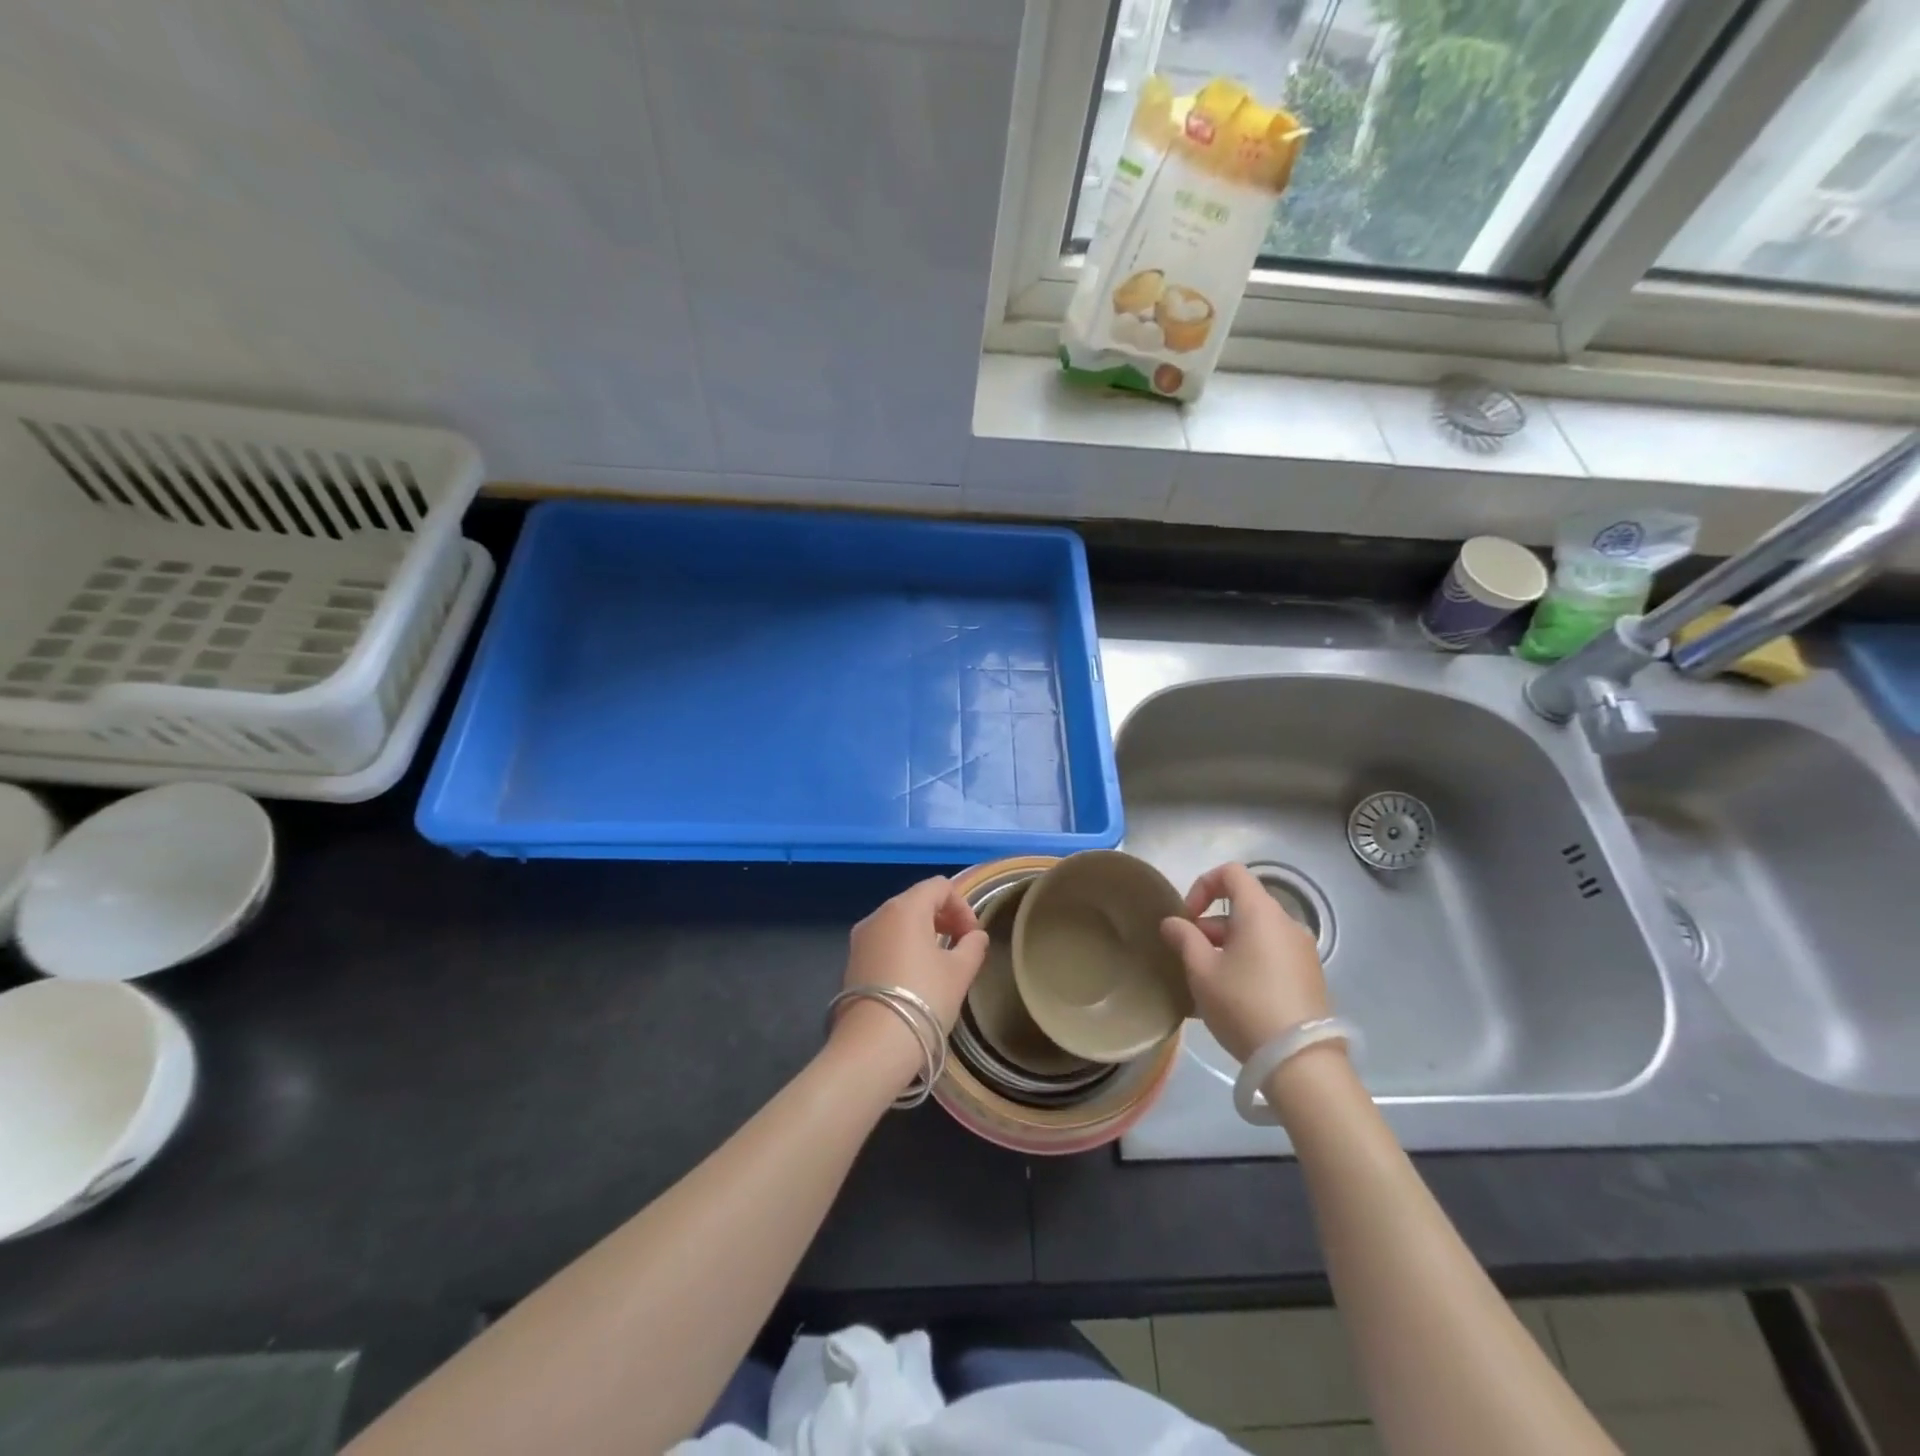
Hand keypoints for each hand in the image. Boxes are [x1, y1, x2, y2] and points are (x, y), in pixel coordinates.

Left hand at [832, 877, 989, 1079]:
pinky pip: (884, 942)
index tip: (973, 936)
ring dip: (923, 933)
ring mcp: (860, 939)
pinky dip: (903, 949)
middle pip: (916, 901)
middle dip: (943, 918)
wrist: (873, 1046)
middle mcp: (878, 915)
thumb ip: (973, 946)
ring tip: (940, 964)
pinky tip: (914, 979)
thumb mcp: (959, 972)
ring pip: (898, 922)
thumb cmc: (923, 999)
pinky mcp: (851, 962)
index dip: (962, 906)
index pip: (939, 886)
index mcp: (905, 908)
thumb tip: (975, 936)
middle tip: (961, 946)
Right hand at [1159, 862, 1330, 1064]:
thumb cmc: (1244, 1004)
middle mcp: (1287, 923)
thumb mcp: (1202, 971)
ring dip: (1228, 946)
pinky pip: (1271, 955)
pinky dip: (1249, 962)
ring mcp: (1303, 951)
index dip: (1203, 886)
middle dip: (1211, 925)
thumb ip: (1184, 938)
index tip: (1187, 918)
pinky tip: (1234, 998)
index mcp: (1261, 912)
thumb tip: (1172, 922)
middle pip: (1243, 906)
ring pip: (1256, 933)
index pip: (1231, 873)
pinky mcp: (1310, 977)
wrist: (1300, 1061)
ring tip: (1208, 983)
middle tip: (1190, 957)